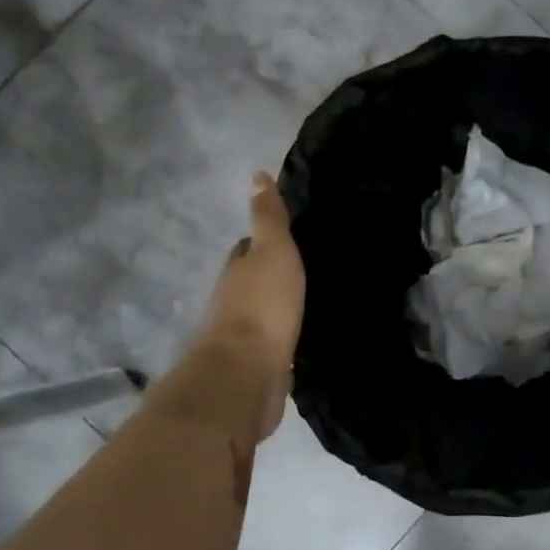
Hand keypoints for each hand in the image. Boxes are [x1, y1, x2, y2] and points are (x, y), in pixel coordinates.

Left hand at [194, 173, 304, 438]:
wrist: (247, 374)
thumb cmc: (262, 307)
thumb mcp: (273, 252)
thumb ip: (268, 218)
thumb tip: (257, 175)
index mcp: (237, 272)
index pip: (247, 248)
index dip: (263, 240)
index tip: (288, 235)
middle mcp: (235, 301)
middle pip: (254, 281)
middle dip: (273, 274)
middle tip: (308, 267)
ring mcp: (245, 336)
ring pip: (266, 313)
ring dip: (282, 307)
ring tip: (314, 300)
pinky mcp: (261, 365)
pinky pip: (277, 344)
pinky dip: (288, 337)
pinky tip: (307, 335)